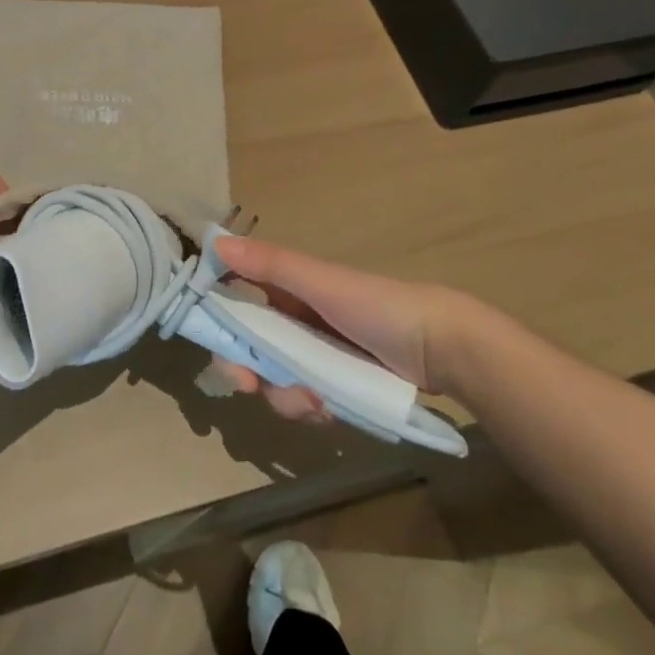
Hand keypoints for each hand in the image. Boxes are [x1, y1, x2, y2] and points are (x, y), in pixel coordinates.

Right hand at [211, 234, 481, 422]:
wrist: (441, 349)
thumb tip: (214, 243)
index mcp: (287, 289)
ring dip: (284, 395)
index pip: (236, 301)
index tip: (213, 342)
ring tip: (313, 401)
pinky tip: (328, 411)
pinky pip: (304, 400)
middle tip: (248, 386)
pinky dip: (310, 407)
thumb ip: (269, 264)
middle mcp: (295, 321)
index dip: (219, 320)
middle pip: (250, 348)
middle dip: (245, 369)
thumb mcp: (319, 282)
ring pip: (275, 379)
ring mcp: (315, 356)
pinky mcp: (335, 386)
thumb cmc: (375, 305)